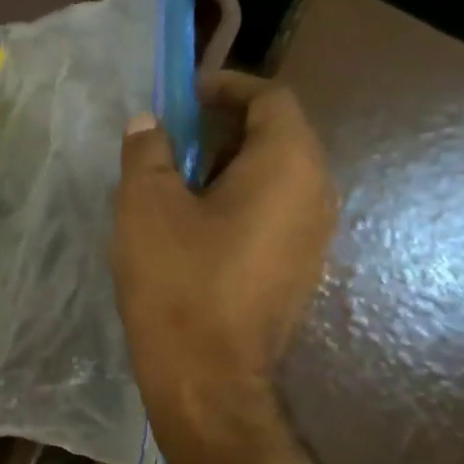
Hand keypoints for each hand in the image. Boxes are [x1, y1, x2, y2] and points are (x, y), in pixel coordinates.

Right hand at [112, 72, 336, 453]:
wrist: (207, 377)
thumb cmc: (178, 280)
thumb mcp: (146, 204)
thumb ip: (148, 151)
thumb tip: (150, 124)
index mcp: (289, 165)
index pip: (272, 98)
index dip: (227, 87)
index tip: (183, 97)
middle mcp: (317, 194)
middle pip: (278, 136)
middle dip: (224, 127)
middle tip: (172, 138)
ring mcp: (314, 238)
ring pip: (276, 178)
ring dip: (229, 167)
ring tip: (176, 181)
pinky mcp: (300, 271)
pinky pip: (275, 215)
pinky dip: (240, 202)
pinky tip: (196, 227)